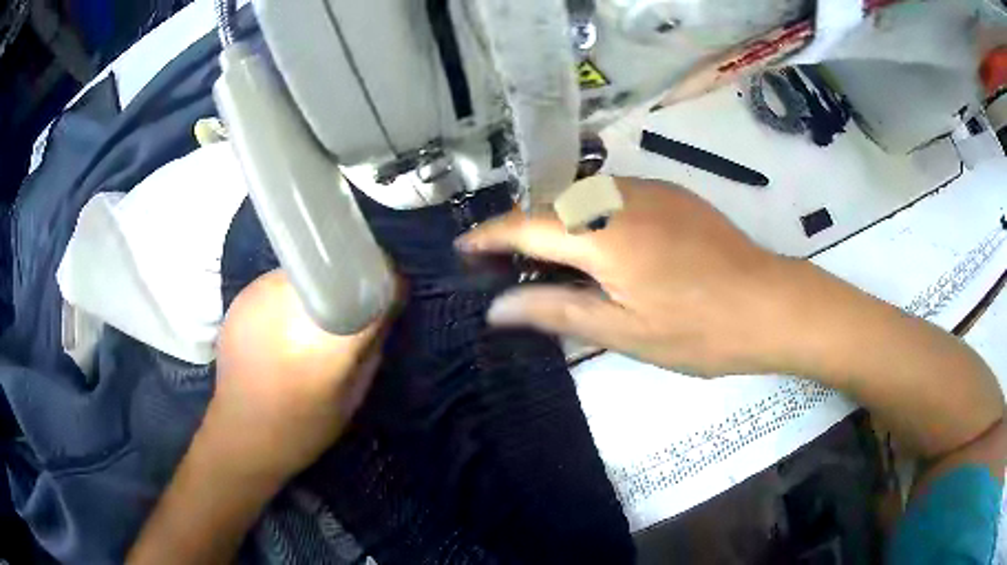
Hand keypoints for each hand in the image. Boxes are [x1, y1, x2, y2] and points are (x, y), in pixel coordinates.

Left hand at [208, 270, 393, 484]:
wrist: (241, 435)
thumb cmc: (303, 428)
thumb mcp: (352, 397)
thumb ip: (370, 347)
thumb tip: (382, 307)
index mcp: (324, 345)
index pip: (365, 289)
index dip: (383, 282)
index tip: (390, 288)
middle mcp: (289, 310)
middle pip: (331, 271)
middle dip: (348, 281)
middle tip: (353, 303)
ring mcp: (259, 298)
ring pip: (303, 272)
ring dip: (317, 286)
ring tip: (316, 315)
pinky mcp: (240, 297)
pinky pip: (278, 282)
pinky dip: (291, 295)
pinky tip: (287, 323)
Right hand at [457, 177, 800, 376]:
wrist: (771, 304)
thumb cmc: (698, 330)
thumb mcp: (624, 332)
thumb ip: (556, 311)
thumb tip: (496, 308)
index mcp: (603, 232)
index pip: (527, 225)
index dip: (489, 235)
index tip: (463, 247)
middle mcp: (620, 196)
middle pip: (551, 203)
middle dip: (520, 229)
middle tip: (503, 264)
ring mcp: (651, 189)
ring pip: (583, 195)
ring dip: (556, 220)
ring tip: (547, 257)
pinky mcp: (673, 193)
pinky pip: (613, 194)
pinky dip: (589, 213)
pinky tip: (599, 244)